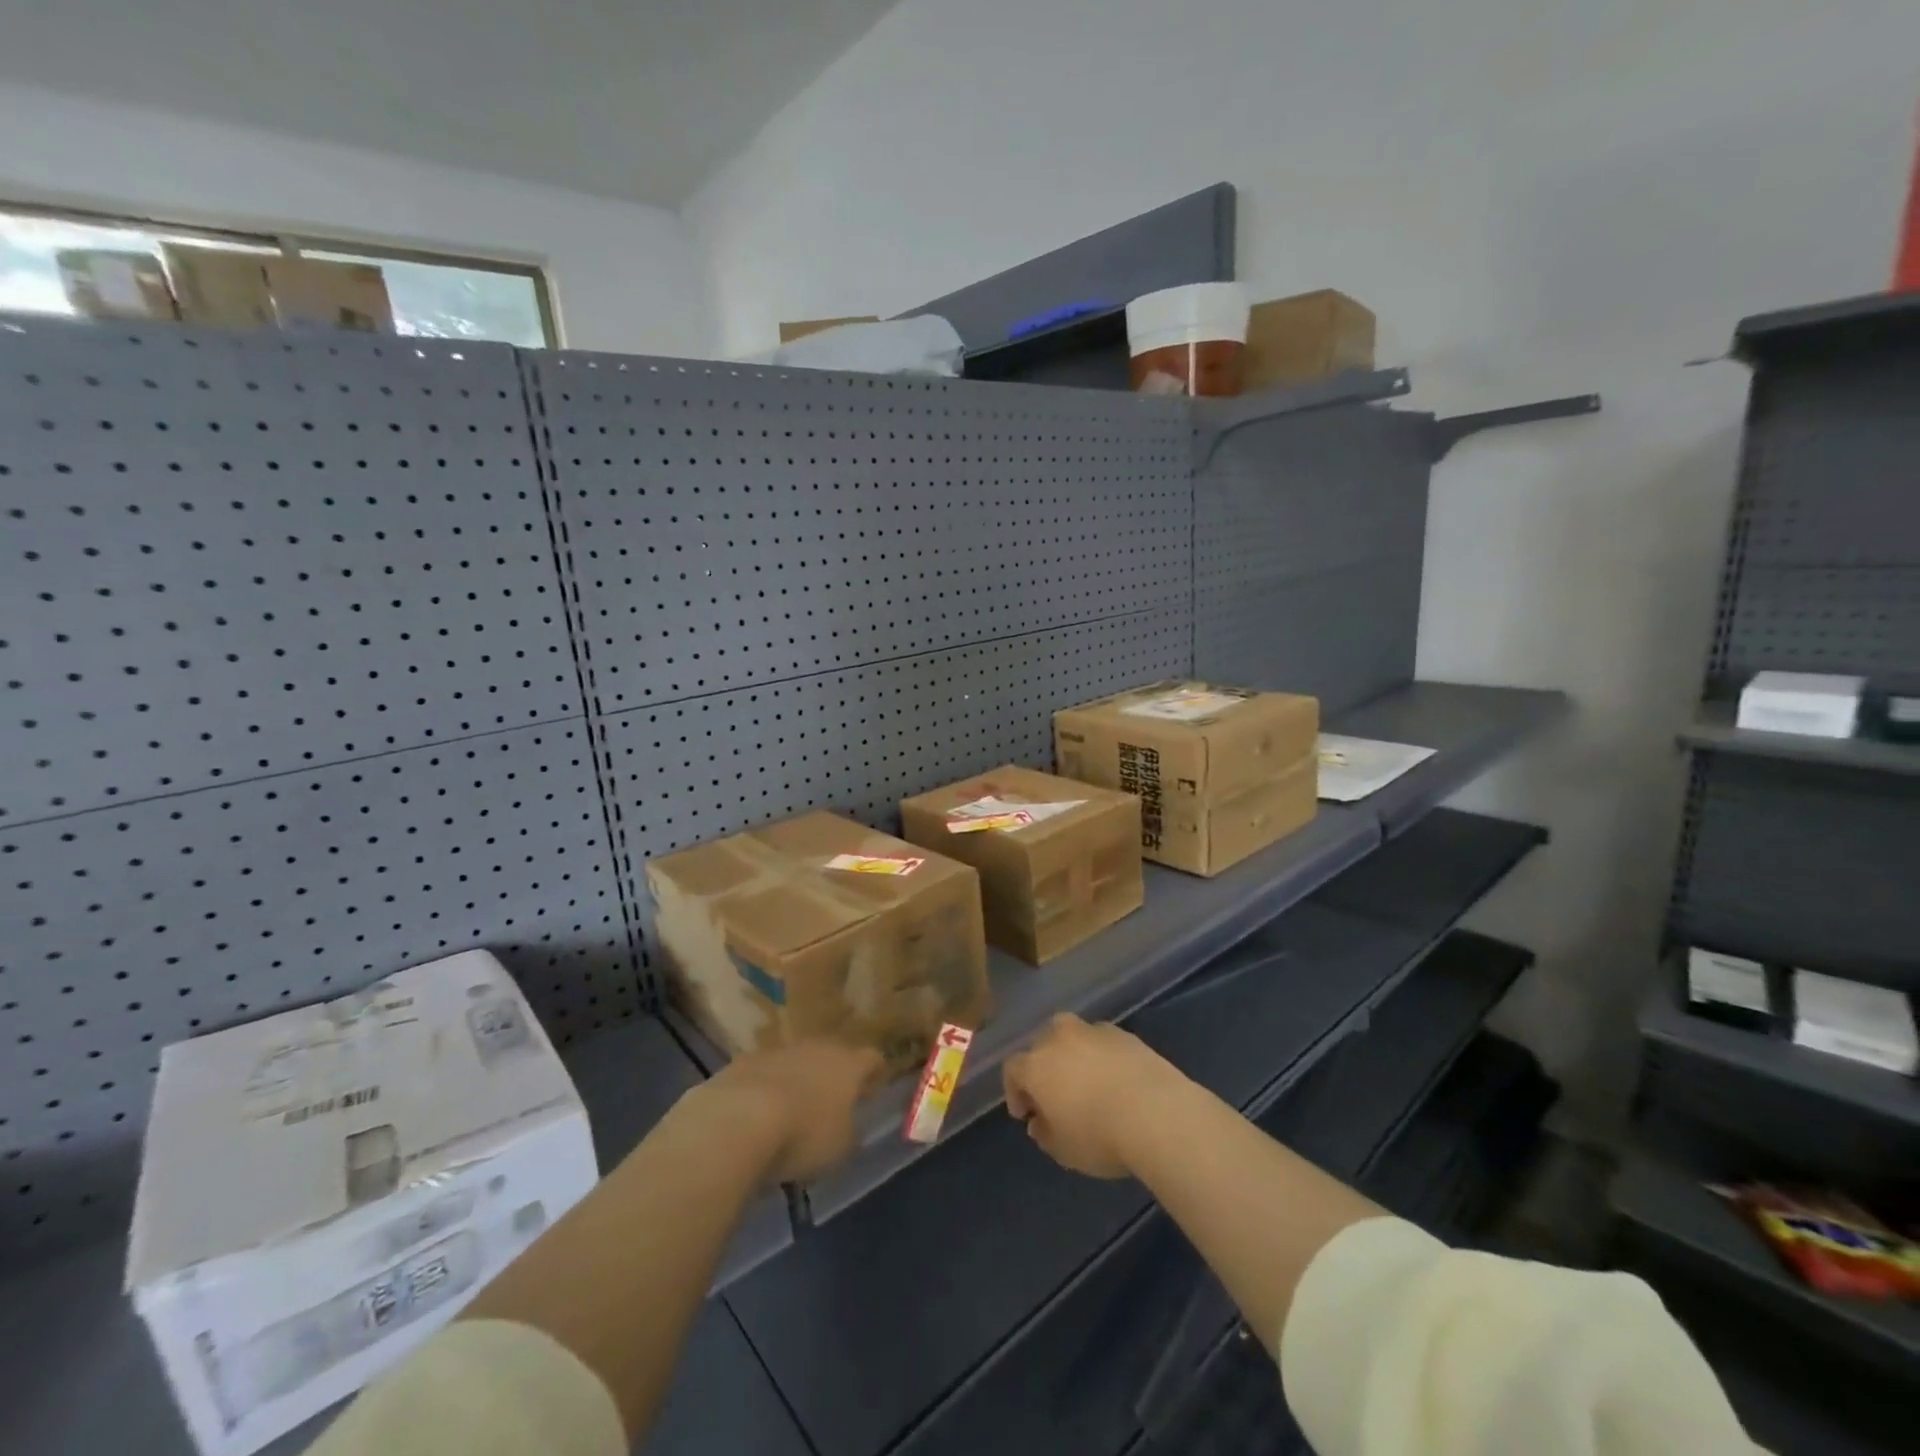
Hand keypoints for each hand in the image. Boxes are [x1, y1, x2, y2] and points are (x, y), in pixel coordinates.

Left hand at [705, 1039, 884, 1184]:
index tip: (872, 1091)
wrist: (738, 1120)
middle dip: (833, 1075)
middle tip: (831, 1102)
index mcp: (848, 1064)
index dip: (874, 1074)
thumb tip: (850, 1126)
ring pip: (796, 1062)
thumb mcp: (841, 1147)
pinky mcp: (744, 1062)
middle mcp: (816, 1048)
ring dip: (797, 1080)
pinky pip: (764, 1074)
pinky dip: (765, 1089)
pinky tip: (756, 1116)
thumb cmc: (804, 1135)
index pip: (872, 1058)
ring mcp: (778, 1051)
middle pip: (832, 1055)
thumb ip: (850, 1132)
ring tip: (790, 1112)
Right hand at [1003, 1014, 1181, 1177]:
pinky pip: (1101, 1042)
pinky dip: (1101, 1056)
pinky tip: (1114, 1079)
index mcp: (1036, 1064)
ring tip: (1085, 1083)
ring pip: (1072, 1037)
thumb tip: (1040, 1122)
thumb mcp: (1063, 1150)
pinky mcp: (1123, 1033)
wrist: (1157, 1113)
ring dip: (1072, 1056)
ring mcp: (1092, 1031)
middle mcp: (1059, 1038)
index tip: (1026, 1114)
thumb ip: (1045, 1133)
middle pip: (1041, 1045)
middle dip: (1043, 1068)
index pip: (1012, 1069)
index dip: (1015, 1091)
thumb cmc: (1099, 1136)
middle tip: (1054, 1096)